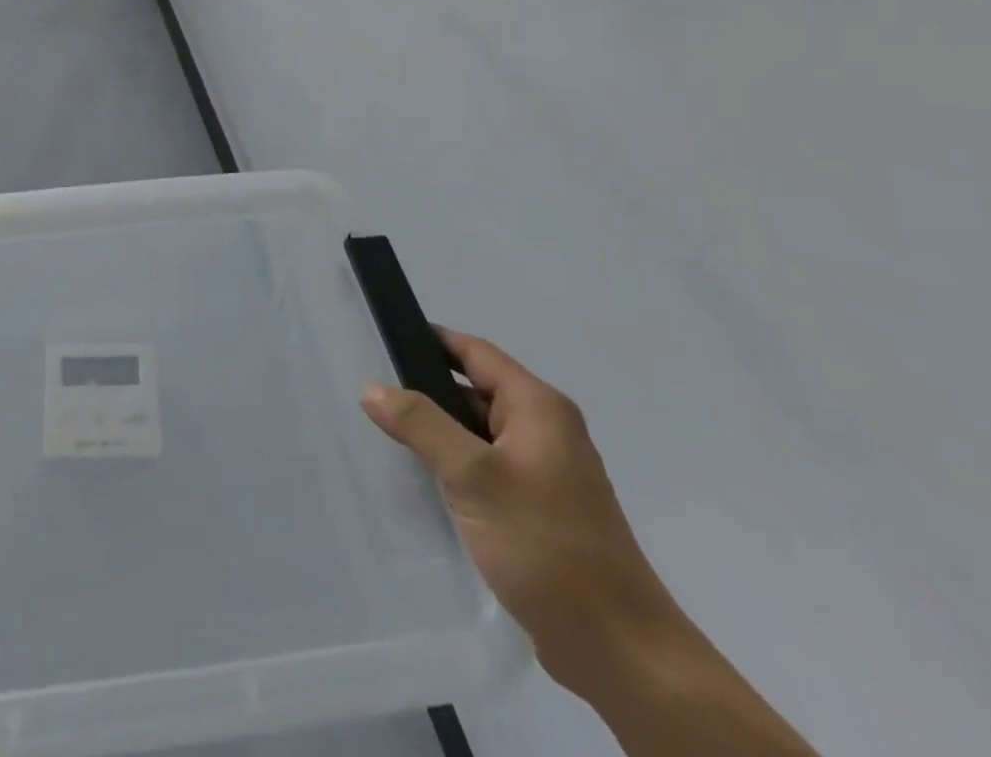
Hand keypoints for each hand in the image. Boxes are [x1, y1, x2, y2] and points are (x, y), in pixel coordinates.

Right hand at [360, 329, 681, 699]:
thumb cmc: (546, 546)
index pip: (474, 352)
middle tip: (372, 394)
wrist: (619, 651)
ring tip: (384, 434)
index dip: (429, 340)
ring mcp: (544, 471)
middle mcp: (545, 429)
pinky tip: (422, 480)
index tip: (381, 338)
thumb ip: (421, 425)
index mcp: (538, 407)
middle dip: (426, 391)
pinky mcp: (538, 508)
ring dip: (438, 432)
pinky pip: (486, 468)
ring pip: (477, 432)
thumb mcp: (473, 477)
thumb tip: (371, 387)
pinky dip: (455, 466)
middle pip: (474, 390)